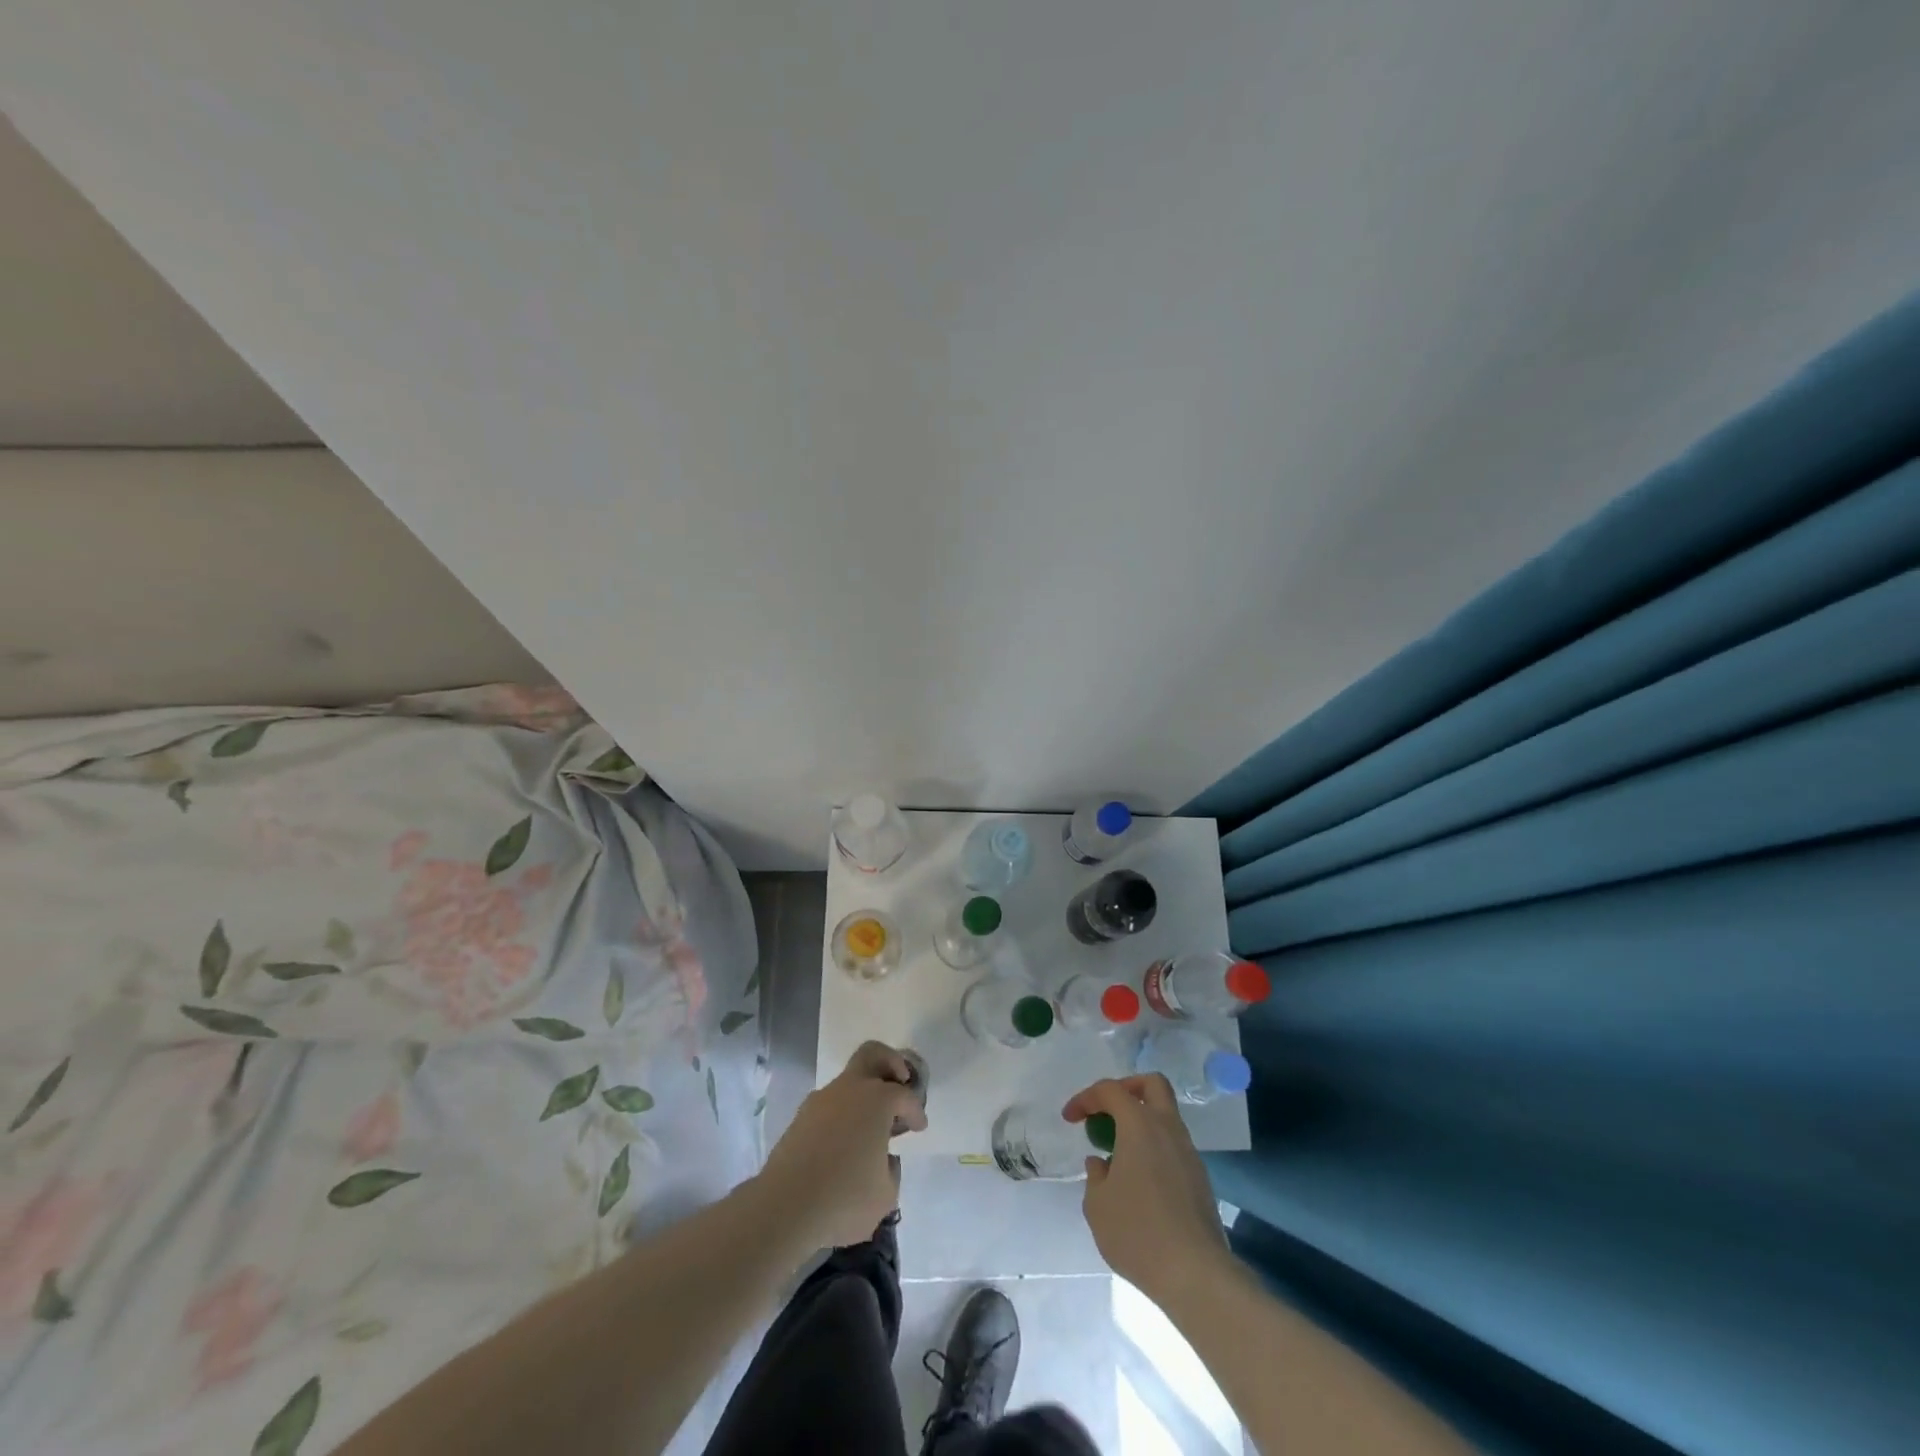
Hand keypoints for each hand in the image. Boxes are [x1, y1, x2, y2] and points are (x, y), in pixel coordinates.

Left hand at [755, 1041, 925, 1248]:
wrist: (784, 1208)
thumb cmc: (845, 1199)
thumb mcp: (886, 1195)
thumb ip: (891, 1170)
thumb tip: (882, 1159)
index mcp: (877, 1099)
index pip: (905, 1097)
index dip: (916, 1111)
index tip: (920, 1128)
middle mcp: (849, 1089)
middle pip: (872, 1055)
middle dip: (891, 1063)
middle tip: (901, 1082)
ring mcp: (821, 1100)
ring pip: (847, 1082)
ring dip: (863, 1095)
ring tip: (870, 1128)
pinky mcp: (800, 1118)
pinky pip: (829, 1106)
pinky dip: (842, 1115)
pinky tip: (844, 1145)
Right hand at [1064, 1074, 1228, 1302]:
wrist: (1196, 1274)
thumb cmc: (1138, 1232)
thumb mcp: (1097, 1205)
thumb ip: (1095, 1176)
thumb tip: (1102, 1163)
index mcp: (1140, 1125)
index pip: (1110, 1090)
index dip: (1085, 1098)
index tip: (1070, 1119)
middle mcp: (1168, 1129)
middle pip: (1152, 1085)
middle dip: (1126, 1088)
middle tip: (1106, 1112)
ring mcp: (1188, 1153)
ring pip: (1165, 1116)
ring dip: (1141, 1122)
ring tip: (1118, 1153)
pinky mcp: (1200, 1179)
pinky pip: (1172, 1146)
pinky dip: (1153, 1148)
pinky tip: (1138, 1181)